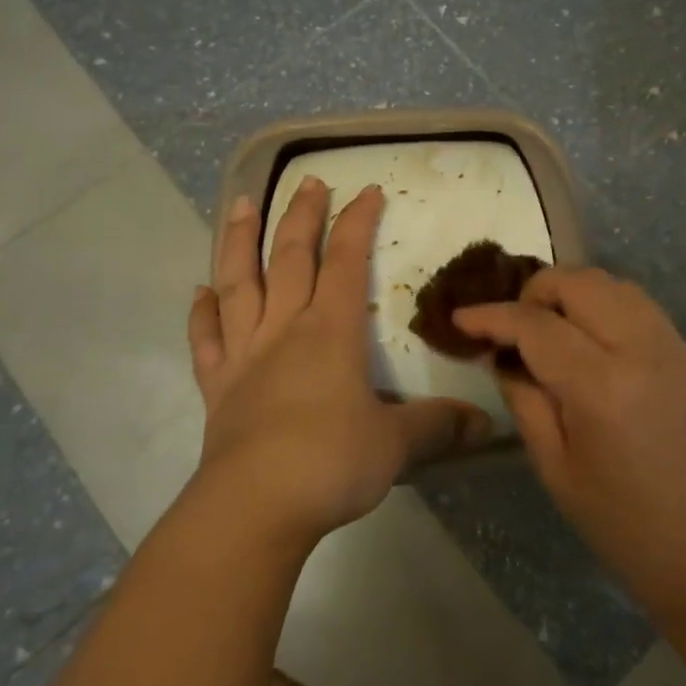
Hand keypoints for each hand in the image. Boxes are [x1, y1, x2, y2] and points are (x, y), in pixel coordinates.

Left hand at [187, 178, 489, 547]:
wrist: (255, 505)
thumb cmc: (331, 462)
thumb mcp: (397, 445)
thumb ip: (438, 426)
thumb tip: (485, 424)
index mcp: (330, 331)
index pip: (347, 261)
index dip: (358, 222)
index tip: (367, 190)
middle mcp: (284, 328)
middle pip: (290, 257)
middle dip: (301, 215)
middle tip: (308, 180)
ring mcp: (244, 354)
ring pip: (238, 283)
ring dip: (237, 242)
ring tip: (237, 204)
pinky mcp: (217, 386)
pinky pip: (205, 340)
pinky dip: (201, 313)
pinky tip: (200, 293)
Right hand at [455, 268, 685, 617]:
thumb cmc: (624, 528)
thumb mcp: (555, 469)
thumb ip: (525, 400)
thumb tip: (506, 357)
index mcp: (602, 387)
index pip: (536, 324)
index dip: (492, 316)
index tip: (463, 318)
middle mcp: (645, 351)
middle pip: (581, 282)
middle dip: (536, 290)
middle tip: (515, 324)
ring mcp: (680, 350)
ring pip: (617, 286)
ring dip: (576, 293)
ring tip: (553, 327)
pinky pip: (645, 311)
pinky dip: (609, 310)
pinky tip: (596, 345)